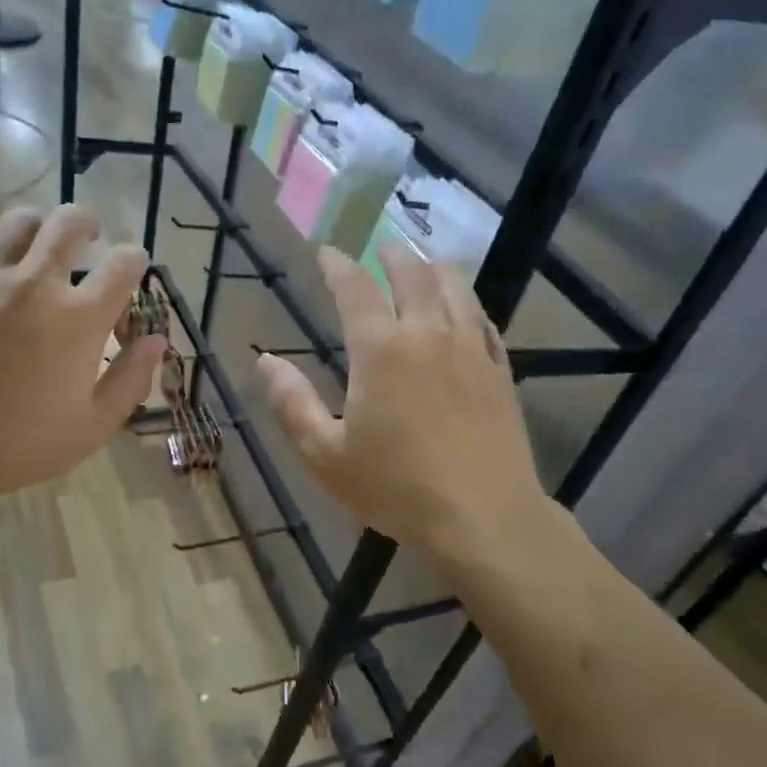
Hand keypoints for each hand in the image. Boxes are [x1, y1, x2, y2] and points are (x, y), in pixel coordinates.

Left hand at [0, 205, 163, 515]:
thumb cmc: (16, 444)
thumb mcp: (92, 427)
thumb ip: (131, 380)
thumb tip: (156, 341)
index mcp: (79, 317)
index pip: (124, 264)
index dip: (135, 260)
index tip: (132, 269)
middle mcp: (35, 282)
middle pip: (70, 222)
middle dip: (88, 223)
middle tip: (89, 238)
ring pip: (18, 221)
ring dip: (37, 229)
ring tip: (36, 247)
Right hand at [259, 245, 558, 574]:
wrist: (482, 516)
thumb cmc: (395, 487)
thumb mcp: (325, 454)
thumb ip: (292, 404)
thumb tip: (265, 361)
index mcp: (381, 349)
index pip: (355, 288)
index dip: (338, 264)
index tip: (326, 252)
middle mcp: (428, 334)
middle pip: (412, 274)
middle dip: (391, 255)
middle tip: (380, 249)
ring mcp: (472, 349)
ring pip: (455, 288)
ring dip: (434, 267)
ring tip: (424, 261)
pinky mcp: (500, 371)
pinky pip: (485, 320)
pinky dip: (468, 302)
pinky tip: (465, 308)